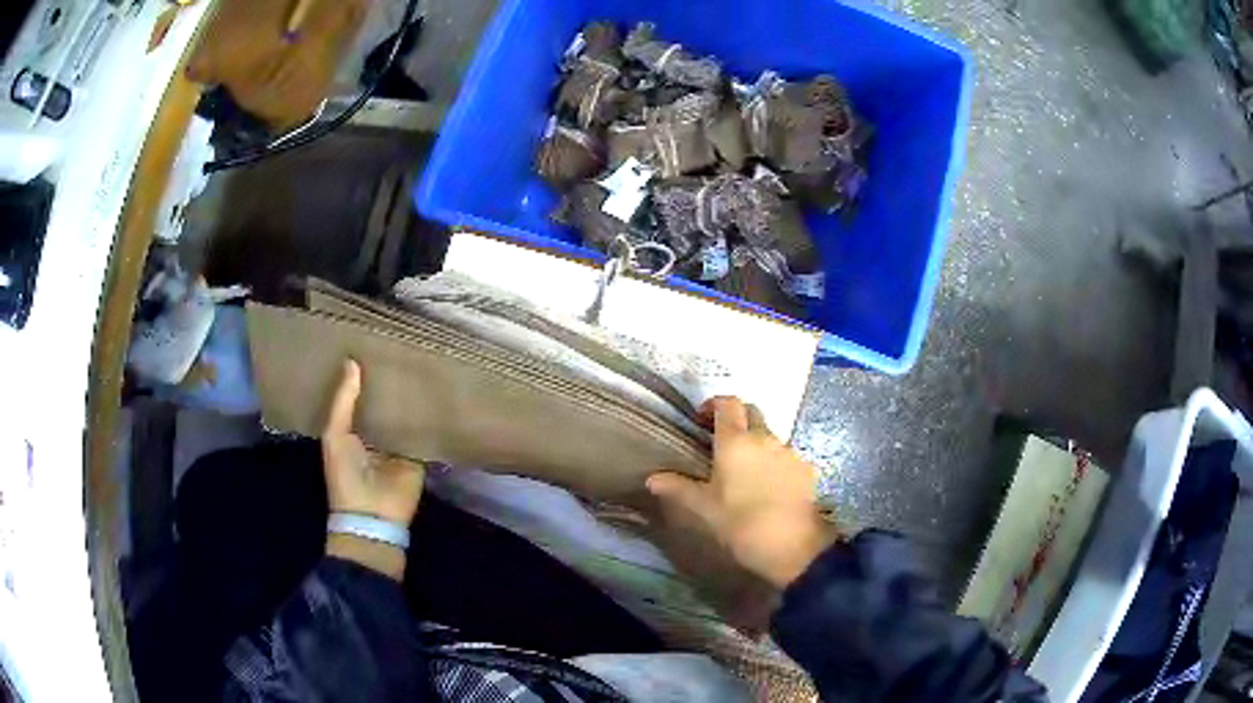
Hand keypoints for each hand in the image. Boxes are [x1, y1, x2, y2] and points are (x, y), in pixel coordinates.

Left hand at [322, 359, 424, 525]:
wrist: (372, 515)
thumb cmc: (345, 474)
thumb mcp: (335, 434)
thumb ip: (343, 401)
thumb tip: (352, 361)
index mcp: (353, 429)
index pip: (360, 397)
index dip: (364, 376)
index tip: (372, 346)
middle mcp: (377, 434)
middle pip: (386, 404)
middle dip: (391, 383)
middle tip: (402, 347)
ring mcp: (399, 445)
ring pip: (406, 415)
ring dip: (411, 398)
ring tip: (422, 361)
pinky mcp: (420, 455)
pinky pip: (424, 433)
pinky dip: (429, 418)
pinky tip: (438, 392)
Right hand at [647, 397, 838, 588]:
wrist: (792, 544)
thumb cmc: (740, 522)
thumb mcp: (704, 508)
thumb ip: (679, 488)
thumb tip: (652, 479)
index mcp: (735, 441)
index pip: (727, 403)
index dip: (714, 404)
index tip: (701, 419)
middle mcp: (765, 438)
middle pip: (752, 412)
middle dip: (736, 420)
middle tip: (721, 442)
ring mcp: (789, 452)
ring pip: (770, 435)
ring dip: (756, 443)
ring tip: (744, 472)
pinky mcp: (806, 469)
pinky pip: (786, 456)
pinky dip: (774, 463)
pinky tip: (769, 488)